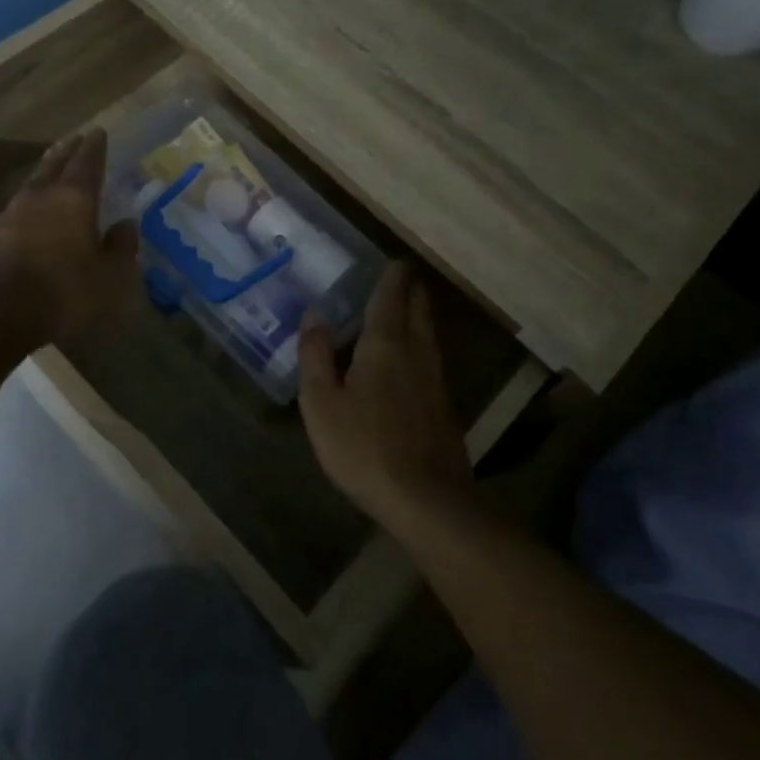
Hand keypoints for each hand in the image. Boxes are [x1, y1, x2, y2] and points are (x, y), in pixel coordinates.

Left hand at [0, 130, 139, 348]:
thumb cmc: (62, 292)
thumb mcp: (108, 277)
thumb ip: (121, 248)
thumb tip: (128, 224)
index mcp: (74, 199)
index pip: (87, 163)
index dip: (95, 147)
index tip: (98, 132)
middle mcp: (41, 197)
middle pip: (54, 164)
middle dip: (67, 151)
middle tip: (75, 138)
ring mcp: (11, 214)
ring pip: (33, 182)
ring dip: (45, 171)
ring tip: (53, 166)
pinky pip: (18, 206)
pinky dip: (30, 200)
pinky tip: (33, 209)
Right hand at [298, 262, 474, 533]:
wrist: (426, 499)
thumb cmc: (363, 446)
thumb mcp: (321, 403)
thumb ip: (315, 355)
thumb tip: (314, 315)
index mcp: (385, 343)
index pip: (392, 295)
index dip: (393, 274)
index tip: (393, 260)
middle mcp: (417, 351)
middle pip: (419, 308)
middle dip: (410, 289)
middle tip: (399, 278)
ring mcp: (436, 379)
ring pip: (429, 333)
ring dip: (418, 315)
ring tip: (404, 309)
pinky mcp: (445, 405)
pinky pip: (431, 358)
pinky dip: (420, 344)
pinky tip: (410, 360)